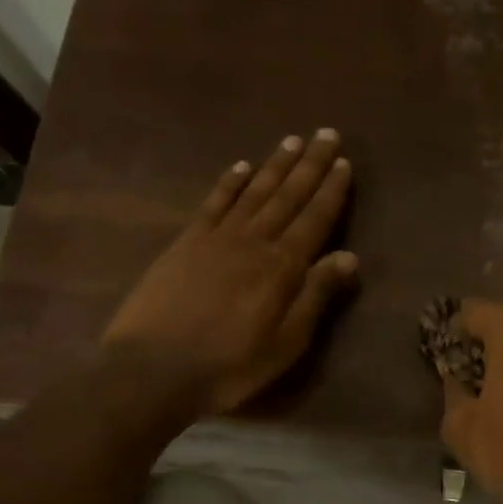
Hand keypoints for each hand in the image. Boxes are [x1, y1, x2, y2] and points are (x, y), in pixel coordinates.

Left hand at [102, 129, 358, 415]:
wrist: (153, 369)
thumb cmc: (230, 365)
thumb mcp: (286, 343)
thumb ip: (316, 296)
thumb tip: (350, 257)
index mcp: (282, 267)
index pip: (315, 218)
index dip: (331, 190)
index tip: (345, 162)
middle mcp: (253, 241)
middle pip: (287, 196)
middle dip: (310, 164)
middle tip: (327, 134)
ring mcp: (216, 238)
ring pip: (254, 192)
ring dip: (275, 165)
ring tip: (292, 140)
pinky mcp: (186, 243)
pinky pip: (213, 203)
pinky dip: (229, 183)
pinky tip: (240, 167)